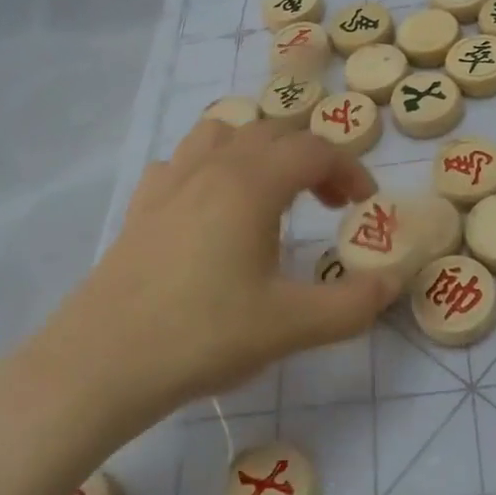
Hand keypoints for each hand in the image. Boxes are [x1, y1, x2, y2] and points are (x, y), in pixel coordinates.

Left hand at [54, 119, 401, 430]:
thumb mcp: (290, 326)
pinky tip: (211, 205)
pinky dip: (211, 166)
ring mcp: (170, 181)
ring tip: (272, 192)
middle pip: (273, 133)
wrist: (102, 362)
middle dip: (311, 160)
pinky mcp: (142, 205)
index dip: (349, 169)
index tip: (364, 205)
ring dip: (259, 150)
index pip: (315, 150)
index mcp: (252, 183)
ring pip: (224, 133)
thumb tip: (393, 282)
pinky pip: (183, 161)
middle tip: (329, 204)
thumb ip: (352, 305)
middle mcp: (213, 167)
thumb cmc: (202, 335)